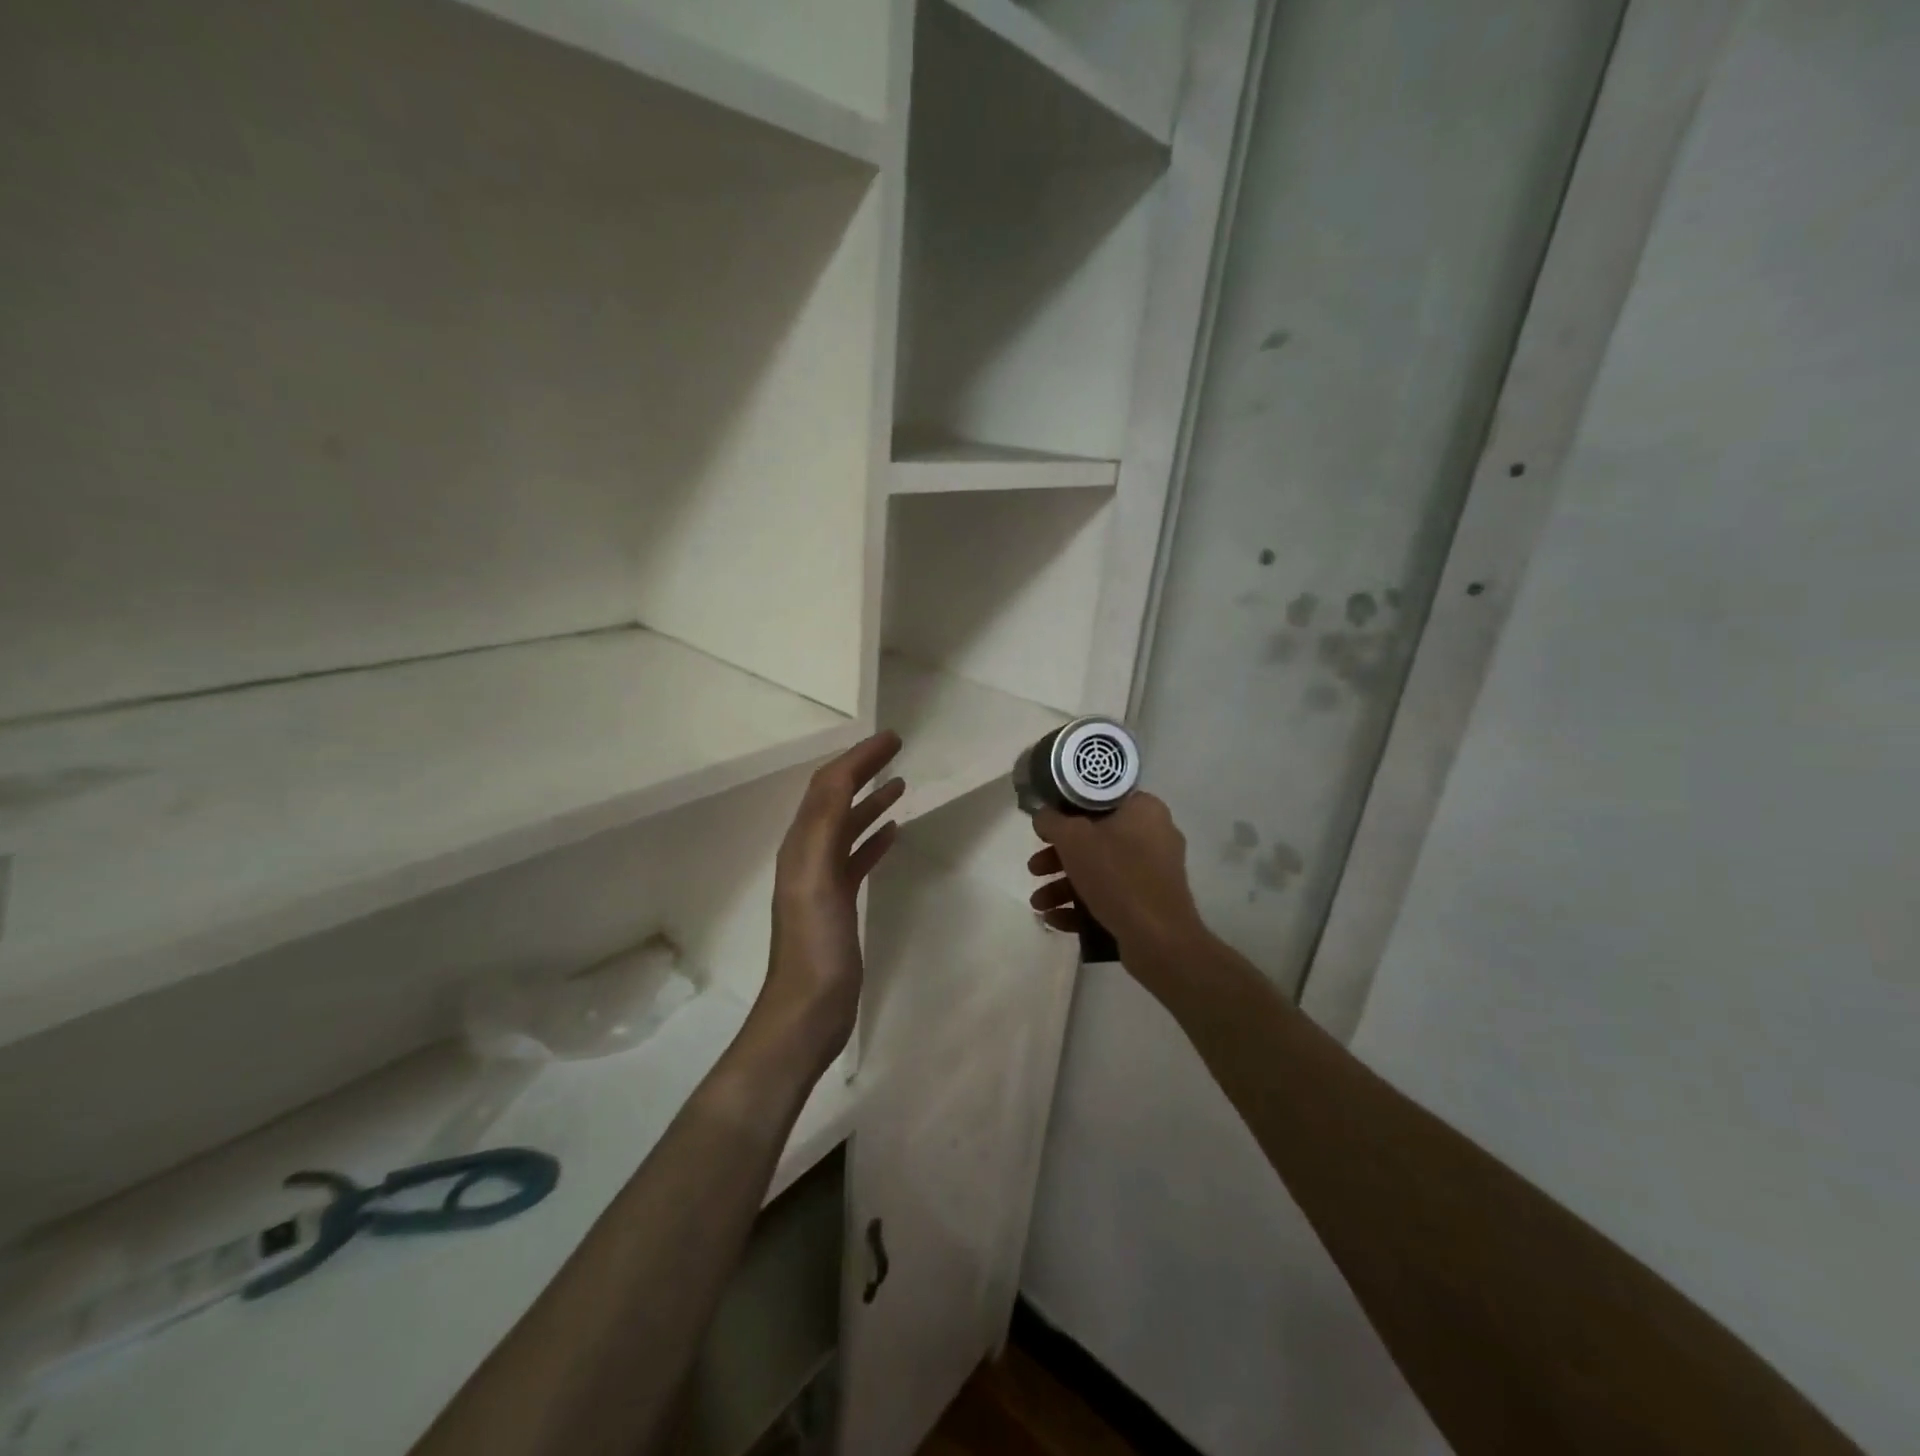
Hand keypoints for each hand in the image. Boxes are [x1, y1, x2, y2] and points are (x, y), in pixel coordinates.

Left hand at [755, 731, 903, 1072]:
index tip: (892, 738)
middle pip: (835, 798)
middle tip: (896, 749)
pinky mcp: (838, 901)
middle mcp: (808, 854)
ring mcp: (823, 879)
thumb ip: (826, 827)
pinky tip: (893, 832)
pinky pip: (856, 857)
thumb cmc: (815, 945)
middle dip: (862, 769)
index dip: (858, 758)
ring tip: (900, 784)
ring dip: (870, 800)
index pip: (829, 786)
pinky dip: (873, 837)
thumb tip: (841, 778)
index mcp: (802, 844)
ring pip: (847, 825)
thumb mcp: (817, 879)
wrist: (808, 1009)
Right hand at [1027, 793, 1206, 971]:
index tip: (1045, 829)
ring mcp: (1154, 873)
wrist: (1159, 939)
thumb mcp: (1073, 838)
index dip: (1066, 812)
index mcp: (1144, 810)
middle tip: (1035, 869)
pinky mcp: (1150, 903)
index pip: (1099, 800)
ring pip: (1100, 871)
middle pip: (1095, 839)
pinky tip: (1054, 919)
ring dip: (1063, 886)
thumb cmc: (1117, 875)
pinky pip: (1111, 896)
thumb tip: (1043, 816)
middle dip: (1058, 858)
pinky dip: (1082, 905)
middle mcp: (1154, 835)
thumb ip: (1051, 821)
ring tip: (1038, 903)